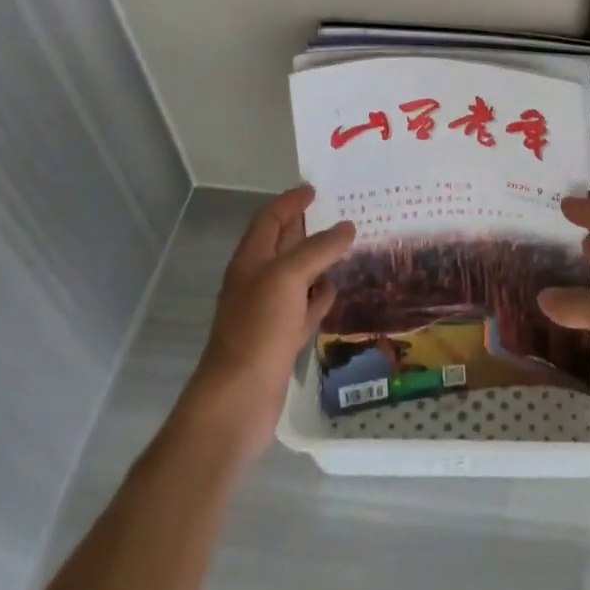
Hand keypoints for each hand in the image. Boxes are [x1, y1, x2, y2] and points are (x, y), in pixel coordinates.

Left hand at [173, 185, 354, 468]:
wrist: (238, 401)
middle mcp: (258, 281)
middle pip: (285, 244)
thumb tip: (347, 227)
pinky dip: (322, 295)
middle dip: (310, 226)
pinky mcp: (281, 339)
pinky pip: (306, 307)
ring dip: (321, 260)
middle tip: (345, 210)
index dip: (290, 202)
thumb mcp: (288, 277)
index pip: (270, 219)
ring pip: (298, 275)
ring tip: (352, 244)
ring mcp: (269, 312)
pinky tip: (339, 288)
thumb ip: (319, 249)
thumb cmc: (258, 329)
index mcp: (251, 261)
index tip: (316, 188)